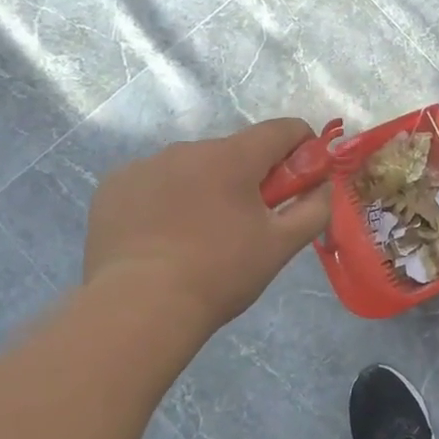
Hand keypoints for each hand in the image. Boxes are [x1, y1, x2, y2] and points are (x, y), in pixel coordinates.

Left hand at [84, 119, 332, 328]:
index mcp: (233, 156)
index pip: (282, 130)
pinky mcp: (113, 188)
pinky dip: (166, 201)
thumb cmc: (220, 273)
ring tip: (200, 237)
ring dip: (206, 188)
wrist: (138, 308)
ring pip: (192, 168)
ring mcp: (145, 166)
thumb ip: (314, 209)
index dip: (303, 147)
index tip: (304, 179)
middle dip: (251, 177)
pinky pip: (153, 183)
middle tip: (251, 223)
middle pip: (235, 151)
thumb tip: (326, 187)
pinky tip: (162, 239)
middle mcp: (187, 149)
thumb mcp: (281, 245)